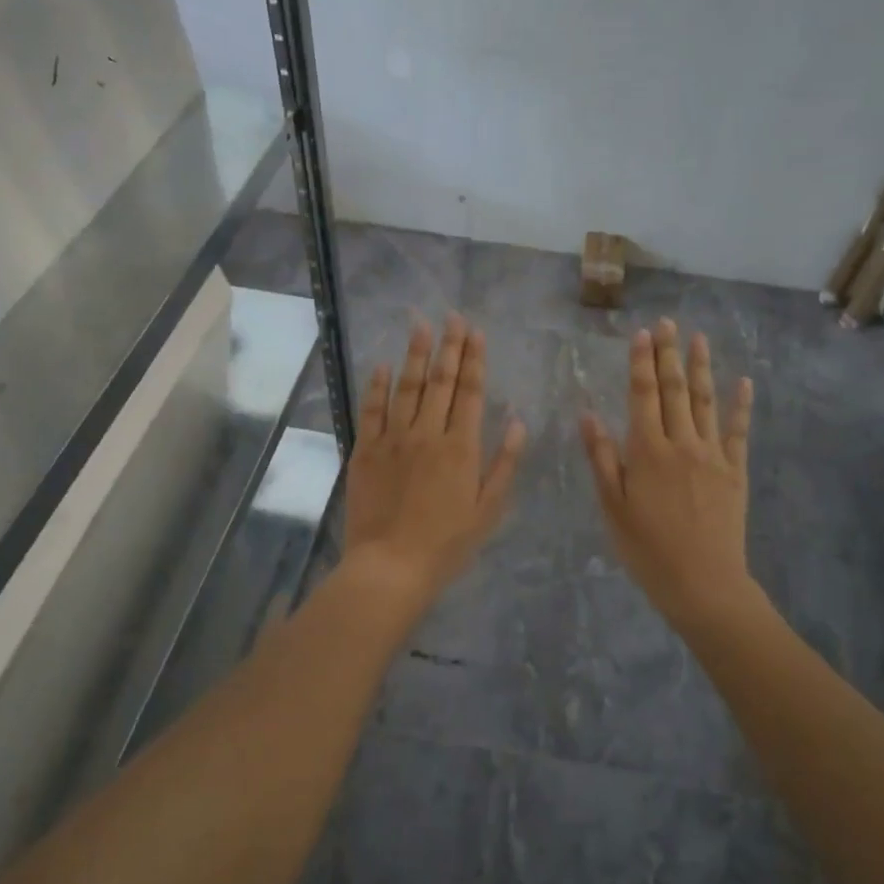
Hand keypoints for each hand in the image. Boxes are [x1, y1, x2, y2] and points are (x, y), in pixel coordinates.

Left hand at [344, 313, 526, 604]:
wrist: (391, 567)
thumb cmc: (447, 544)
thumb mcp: (488, 509)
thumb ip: (504, 463)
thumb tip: (517, 421)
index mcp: (461, 447)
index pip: (471, 392)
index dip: (474, 359)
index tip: (476, 332)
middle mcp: (428, 433)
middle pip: (441, 381)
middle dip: (448, 346)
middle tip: (452, 316)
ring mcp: (393, 439)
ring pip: (407, 387)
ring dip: (415, 354)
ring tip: (420, 325)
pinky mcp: (366, 451)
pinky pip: (372, 410)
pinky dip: (378, 385)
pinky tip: (383, 365)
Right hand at [581, 320, 754, 628]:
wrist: (703, 582)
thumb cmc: (648, 549)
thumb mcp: (613, 507)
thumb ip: (602, 459)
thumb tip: (588, 415)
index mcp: (647, 451)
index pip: (643, 395)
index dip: (641, 363)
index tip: (642, 334)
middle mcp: (681, 443)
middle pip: (675, 390)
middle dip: (669, 354)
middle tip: (668, 322)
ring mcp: (712, 455)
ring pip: (705, 402)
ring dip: (701, 368)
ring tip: (698, 338)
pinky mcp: (735, 471)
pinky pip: (738, 431)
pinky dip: (740, 405)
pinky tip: (743, 383)